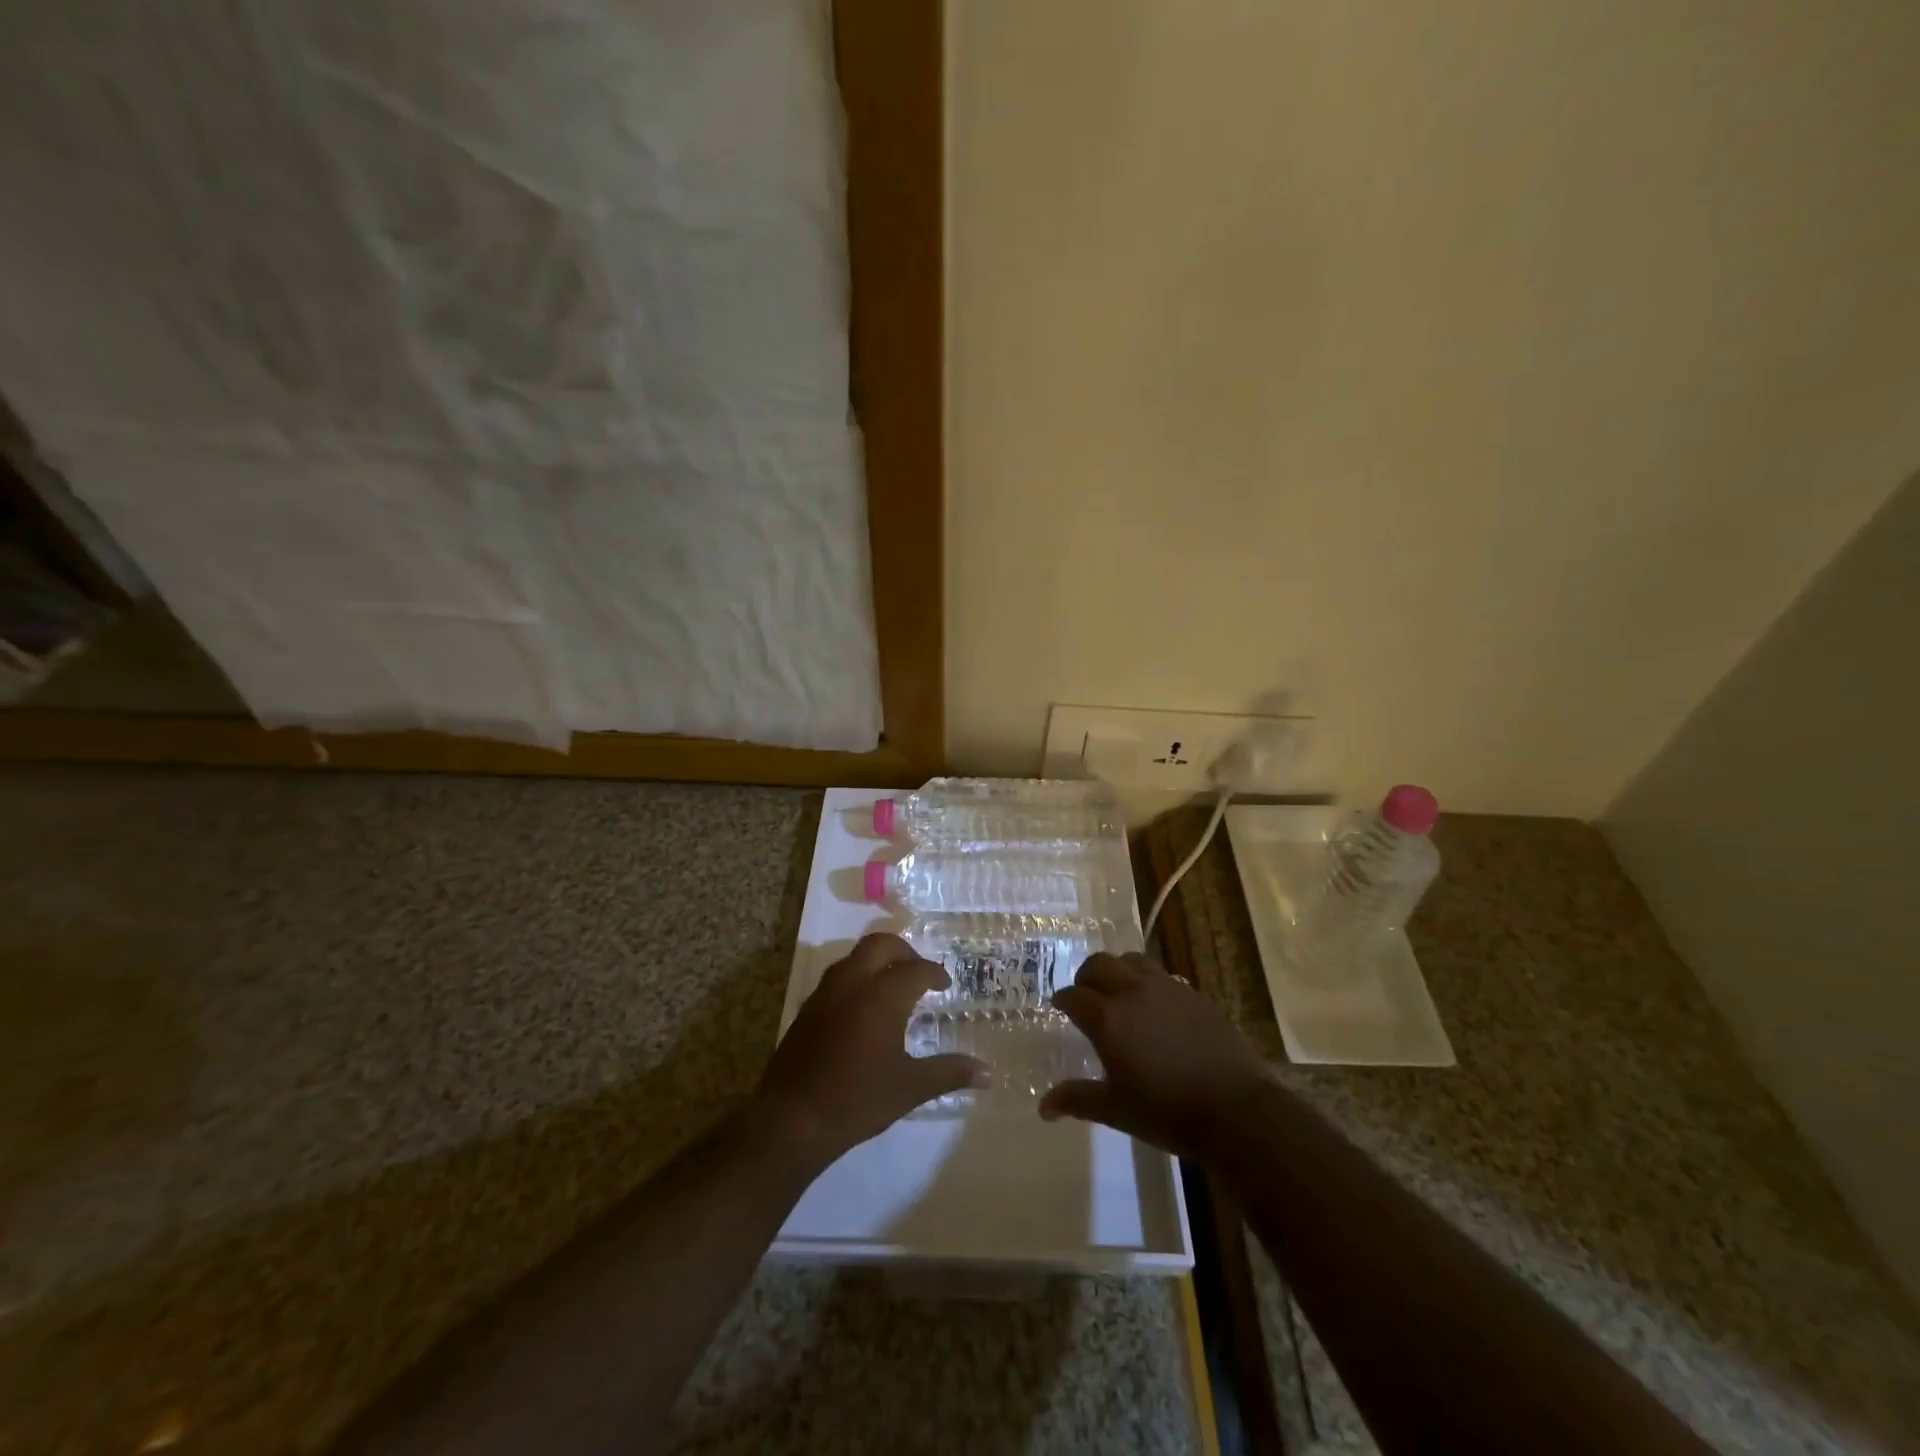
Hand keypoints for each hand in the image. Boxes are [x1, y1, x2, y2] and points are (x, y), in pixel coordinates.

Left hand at [754, 933, 987, 1168]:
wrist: (791, 1120)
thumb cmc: (857, 1100)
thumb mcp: (910, 1088)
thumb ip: (950, 1073)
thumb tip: (988, 1073)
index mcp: (882, 996)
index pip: (915, 969)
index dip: (934, 973)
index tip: (945, 985)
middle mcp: (853, 984)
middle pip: (880, 944)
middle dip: (904, 950)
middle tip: (919, 971)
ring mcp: (825, 994)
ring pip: (855, 957)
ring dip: (877, 960)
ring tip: (893, 984)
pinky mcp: (807, 1009)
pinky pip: (837, 977)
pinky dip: (857, 977)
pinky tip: (864, 1007)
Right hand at [1040, 952, 1270, 1161]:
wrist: (1235, 1109)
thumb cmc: (1167, 1112)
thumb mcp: (1116, 1110)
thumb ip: (1078, 1100)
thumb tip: (1043, 1107)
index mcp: (1107, 1018)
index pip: (1073, 995)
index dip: (1063, 1000)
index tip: (1060, 1008)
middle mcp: (1132, 992)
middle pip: (1099, 964)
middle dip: (1086, 976)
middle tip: (1086, 995)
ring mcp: (1166, 988)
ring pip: (1132, 960)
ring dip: (1118, 970)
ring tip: (1120, 992)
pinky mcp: (1194, 994)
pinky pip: (1162, 976)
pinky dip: (1149, 983)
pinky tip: (1156, 1007)